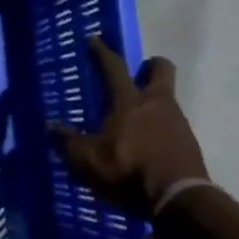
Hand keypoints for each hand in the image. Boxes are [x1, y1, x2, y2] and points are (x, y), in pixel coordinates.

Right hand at [50, 38, 209, 219]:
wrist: (178, 198)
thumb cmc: (128, 172)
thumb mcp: (88, 161)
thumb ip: (68, 142)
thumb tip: (50, 126)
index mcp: (129, 102)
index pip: (114, 68)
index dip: (102, 52)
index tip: (94, 40)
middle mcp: (157, 103)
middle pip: (161, 69)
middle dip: (149, 65)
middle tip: (136, 73)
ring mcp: (177, 121)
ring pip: (167, 98)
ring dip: (153, 101)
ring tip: (135, 119)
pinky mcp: (188, 142)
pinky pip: (172, 123)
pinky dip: (160, 127)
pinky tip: (148, 144)